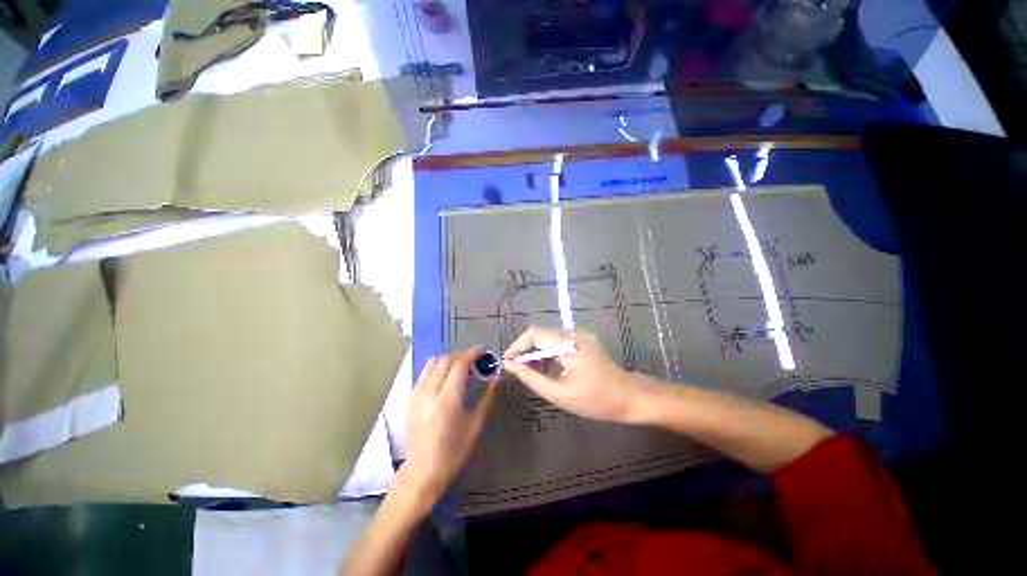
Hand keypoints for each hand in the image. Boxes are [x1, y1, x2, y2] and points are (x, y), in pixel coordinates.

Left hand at [400, 347, 498, 505]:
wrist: (422, 471)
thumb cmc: (453, 451)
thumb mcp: (475, 425)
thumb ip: (487, 397)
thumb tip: (498, 377)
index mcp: (447, 400)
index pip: (459, 364)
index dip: (472, 353)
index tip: (483, 350)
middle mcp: (429, 392)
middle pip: (445, 360)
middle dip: (462, 355)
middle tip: (475, 360)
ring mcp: (416, 394)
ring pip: (432, 363)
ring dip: (448, 360)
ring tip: (460, 367)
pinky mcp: (410, 398)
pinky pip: (424, 373)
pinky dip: (437, 368)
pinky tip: (445, 378)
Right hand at [502, 326, 658, 423]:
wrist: (630, 397)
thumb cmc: (596, 400)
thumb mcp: (559, 394)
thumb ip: (532, 378)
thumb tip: (510, 366)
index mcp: (570, 346)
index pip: (535, 334)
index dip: (518, 345)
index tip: (508, 362)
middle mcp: (575, 334)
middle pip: (541, 334)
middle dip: (527, 351)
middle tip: (520, 372)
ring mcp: (581, 335)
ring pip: (549, 337)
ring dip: (538, 353)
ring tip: (535, 374)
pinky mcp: (584, 339)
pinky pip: (559, 341)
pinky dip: (549, 353)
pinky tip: (548, 369)